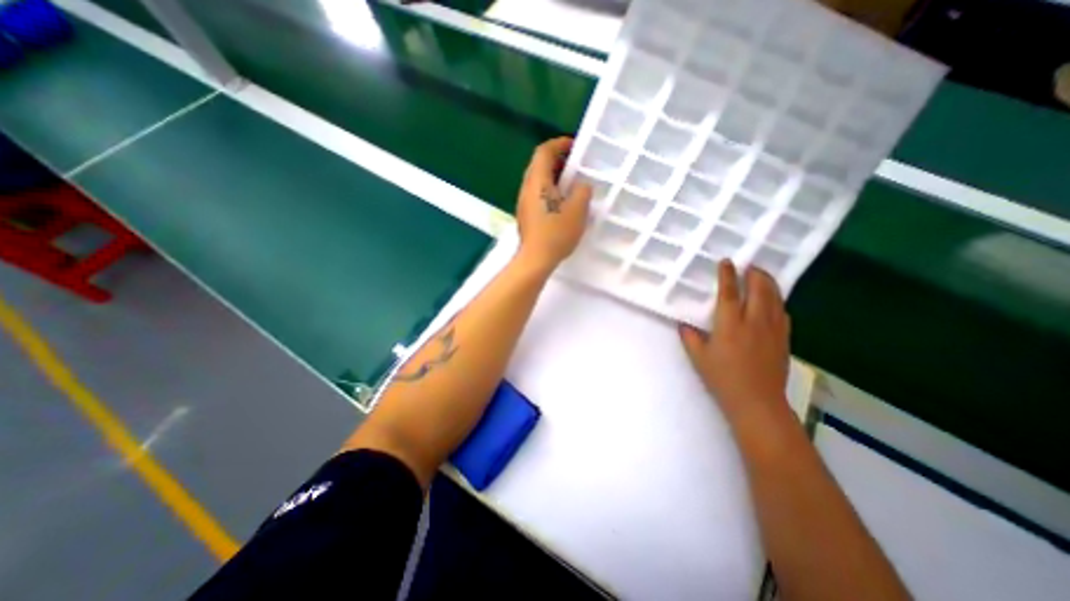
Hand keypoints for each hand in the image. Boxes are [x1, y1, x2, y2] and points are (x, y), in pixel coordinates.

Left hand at [513, 137, 588, 271]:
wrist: (535, 259)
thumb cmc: (556, 232)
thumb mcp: (578, 210)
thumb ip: (583, 191)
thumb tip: (581, 186)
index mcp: (538, 181)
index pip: (544, 151)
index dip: (559, 144)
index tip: (574, 146)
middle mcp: (526, 187)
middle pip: (539, 164)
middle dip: (557, 160)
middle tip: (575, 165)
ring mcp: (523, 202)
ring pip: (537, 180)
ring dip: (553, 176)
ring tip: (571, 184)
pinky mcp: (524, 214)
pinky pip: (536, 193)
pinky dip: (548, 190)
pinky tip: (561, 202)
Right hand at [682, 261, 787, 422]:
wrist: (757, 402)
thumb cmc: (723, 378)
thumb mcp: (699, 357)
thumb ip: (690, 337)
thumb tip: (683, 323)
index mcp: (729, 325)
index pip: (729, 293)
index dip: (727, 275)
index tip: (726, 261)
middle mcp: (753, 322)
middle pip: (759, 290)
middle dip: (755, 274)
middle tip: (750, 265)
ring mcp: (772, 330)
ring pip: (774, 298)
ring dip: (769, 284)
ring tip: (762, 276)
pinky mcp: (784, 339)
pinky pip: (783, 313)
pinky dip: (777, 301)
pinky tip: (773, 302)